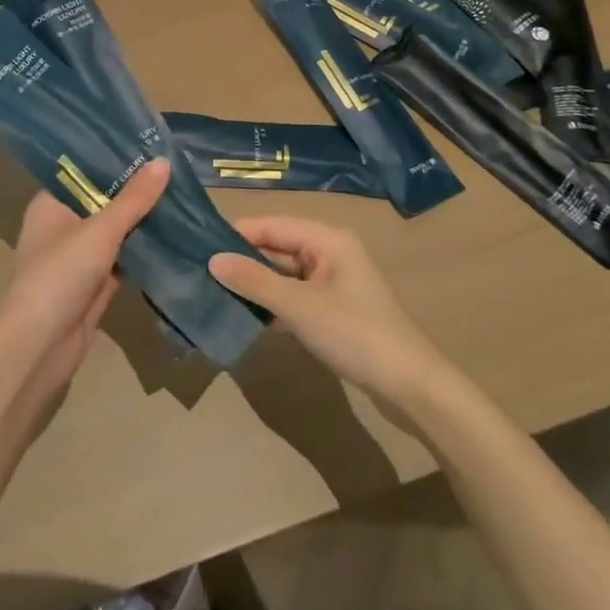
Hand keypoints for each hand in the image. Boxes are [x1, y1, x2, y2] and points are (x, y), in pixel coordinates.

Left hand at [0, 158, 168, 395]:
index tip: (149, 144)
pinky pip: (124, 259)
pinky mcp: (95, 284)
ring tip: (181, 194)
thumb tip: (163, 161)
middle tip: (175, 167)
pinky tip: (175, 235)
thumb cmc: (61, 274)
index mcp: (51, 204)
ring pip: (116, 231)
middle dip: (136, 190)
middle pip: (104, 200)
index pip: (84, 171)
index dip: (114, 158)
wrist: (42, 346)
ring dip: (143, 220)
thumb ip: (134, 199)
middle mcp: (63, 226)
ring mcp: (79, 257)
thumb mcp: (100, 230)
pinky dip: (145, 250)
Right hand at [210, 217, 446, 410]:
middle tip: (201, 271)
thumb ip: (255, 281)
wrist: (410, 385)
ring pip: (285, 273)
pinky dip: (273, 303)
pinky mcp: (334, 310)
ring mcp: (334, 282)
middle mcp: (330, 252)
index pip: (272, 224)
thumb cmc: (354, 333)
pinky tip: (245, 315)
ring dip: (256, 283)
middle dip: (243, 259)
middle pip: (278, 247)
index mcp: (327, 238)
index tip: (198, 245)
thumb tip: (213, 260)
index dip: (237, 233)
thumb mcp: (299, 306)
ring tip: (214, 292)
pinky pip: (295, 296)